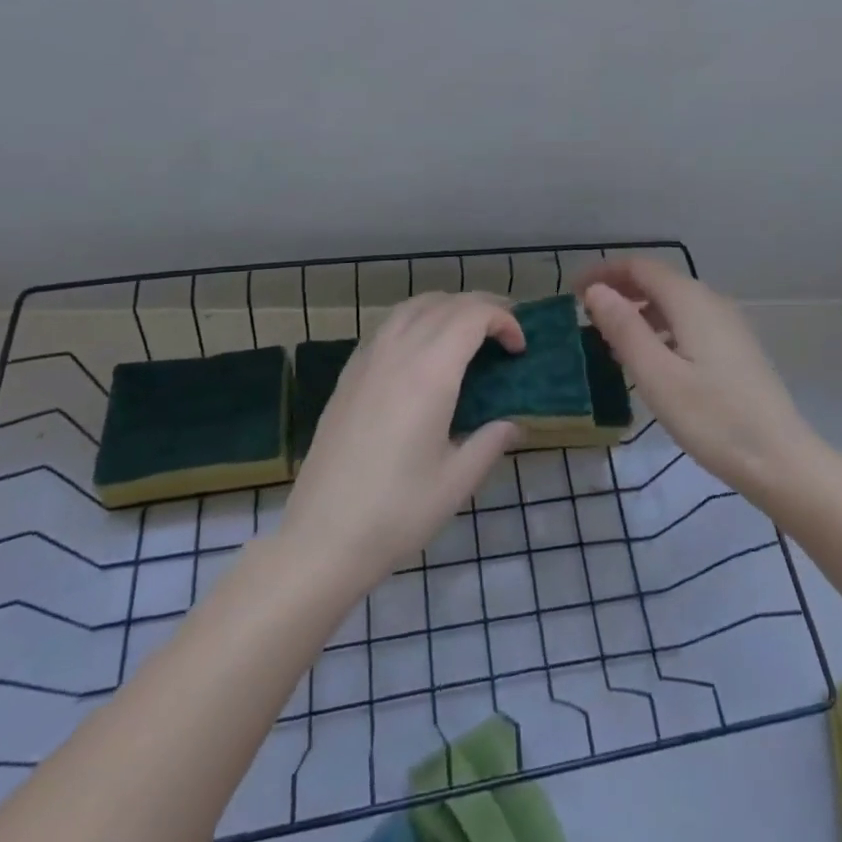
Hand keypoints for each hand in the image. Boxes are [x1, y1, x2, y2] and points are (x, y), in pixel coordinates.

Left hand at [281, 293, 520, 593]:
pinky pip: (388, 325)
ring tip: (467, 332)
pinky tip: (423, 350)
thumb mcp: (456, 482)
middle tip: (504, 333)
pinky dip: (416, 319)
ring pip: (412, 306)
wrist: (321, 538)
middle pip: (445, 303)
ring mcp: (368, 359)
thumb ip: (490, 442)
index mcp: (429, 373)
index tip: (519, 349)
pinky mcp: (348, 374)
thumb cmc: (396, 513)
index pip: (472, 316)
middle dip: (481, 307)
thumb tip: (513, 423)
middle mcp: (398, 352)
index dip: (503, 321)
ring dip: (446, 307)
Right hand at [578, 258, 816, 502]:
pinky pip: (689, 322)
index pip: (640, 267)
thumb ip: (624, 328)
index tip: (573, 291)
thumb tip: (596, 290)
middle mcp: (712, 302)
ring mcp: (728, 325)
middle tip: (586, 314)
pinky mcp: (736, 349)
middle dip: (620, 290)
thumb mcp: (657, 375)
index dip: (604, 272)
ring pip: (674, 303)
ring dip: (639, 310)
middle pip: (658, 281)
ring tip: (610, 338)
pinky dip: (661, 327)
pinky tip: (651, 359)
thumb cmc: (712, 418)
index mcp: (691, 301)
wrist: (782, 460)